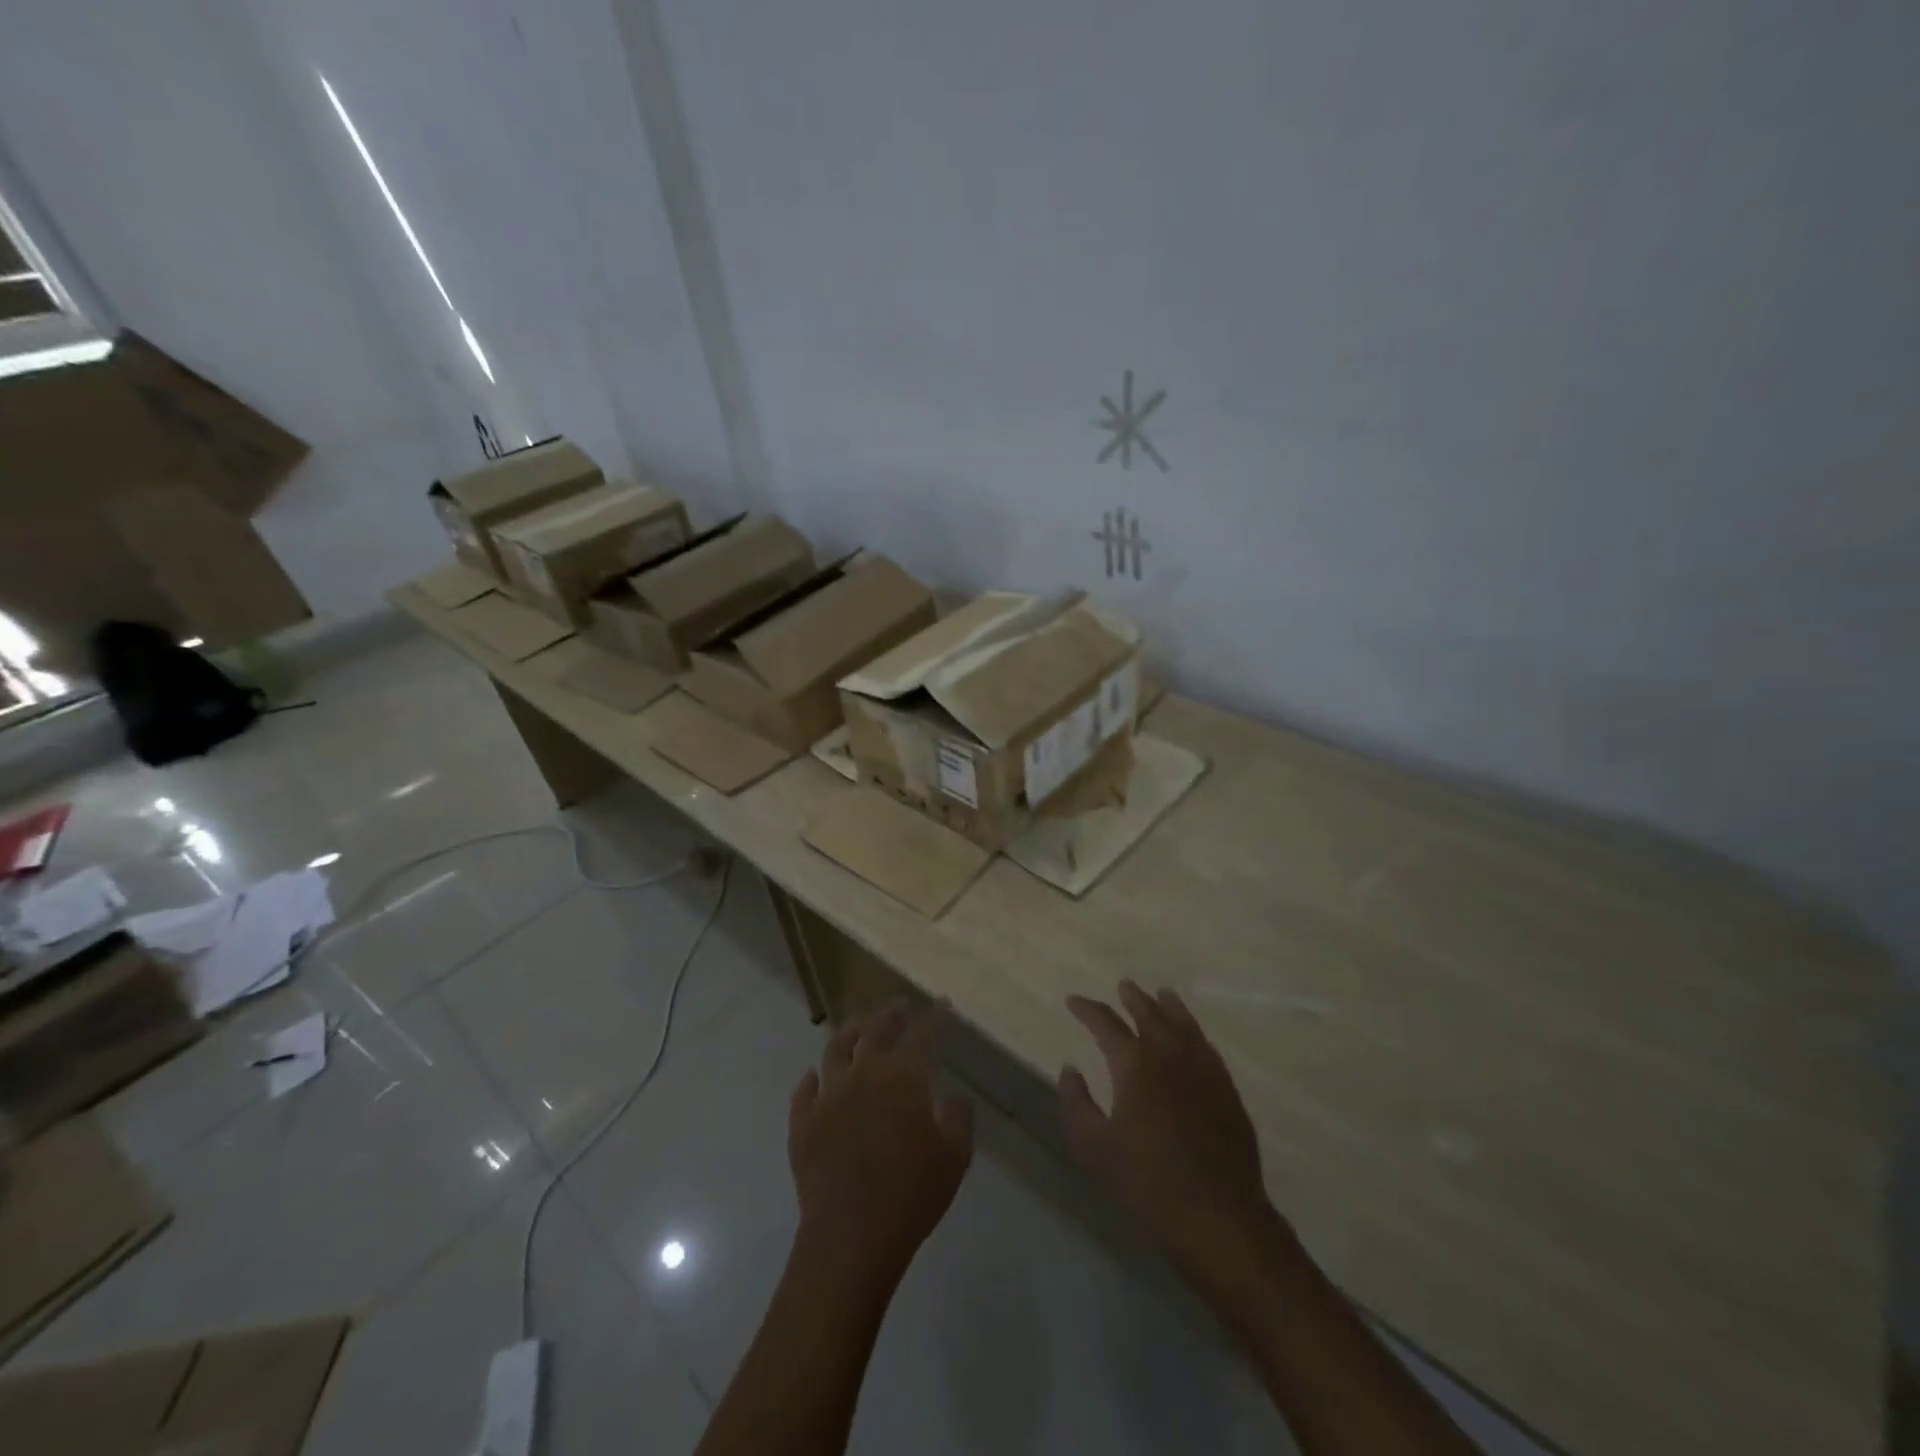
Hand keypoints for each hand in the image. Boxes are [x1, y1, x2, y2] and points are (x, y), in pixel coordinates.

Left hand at [788, 1002, 974, 1293]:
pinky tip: (816, 1077)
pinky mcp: (802, 1122)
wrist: (850, 1236)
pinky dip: (812, 1079)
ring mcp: (828, 1096)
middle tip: (901, 1005)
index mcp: (902, 1076)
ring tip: (859, 1027)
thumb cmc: (911, 1194)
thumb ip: (958, 1118)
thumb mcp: (954, 1157)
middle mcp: (862, 1073)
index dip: (934, 1017)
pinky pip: (804, 1090)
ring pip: (835, 1049)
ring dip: (850, 1033)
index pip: (922, 1033)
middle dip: (891, 1013)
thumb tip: (952, 1097)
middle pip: (875, 1029)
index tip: (942, 1005)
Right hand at [1058, 980, 1277, 1285]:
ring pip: (1184, 1025)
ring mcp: (1203, 1070)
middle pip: (1150, 1014)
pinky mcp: (1227, 1090)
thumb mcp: (1094, 1148)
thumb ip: (1076, 1103)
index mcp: (1134, 1064)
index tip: (1073, 1002)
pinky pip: (1207, 1047)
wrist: (1218, 1217)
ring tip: (1162, 993)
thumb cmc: (1148, 1183)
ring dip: (1169, 1006)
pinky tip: (1193, 1036)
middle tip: (1124, 985)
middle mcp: (1170, 1055)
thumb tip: (1070, 1069)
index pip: (1106, 1024)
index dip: (1087, 1009)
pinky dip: (1194, 1032)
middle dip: (1133, 998)